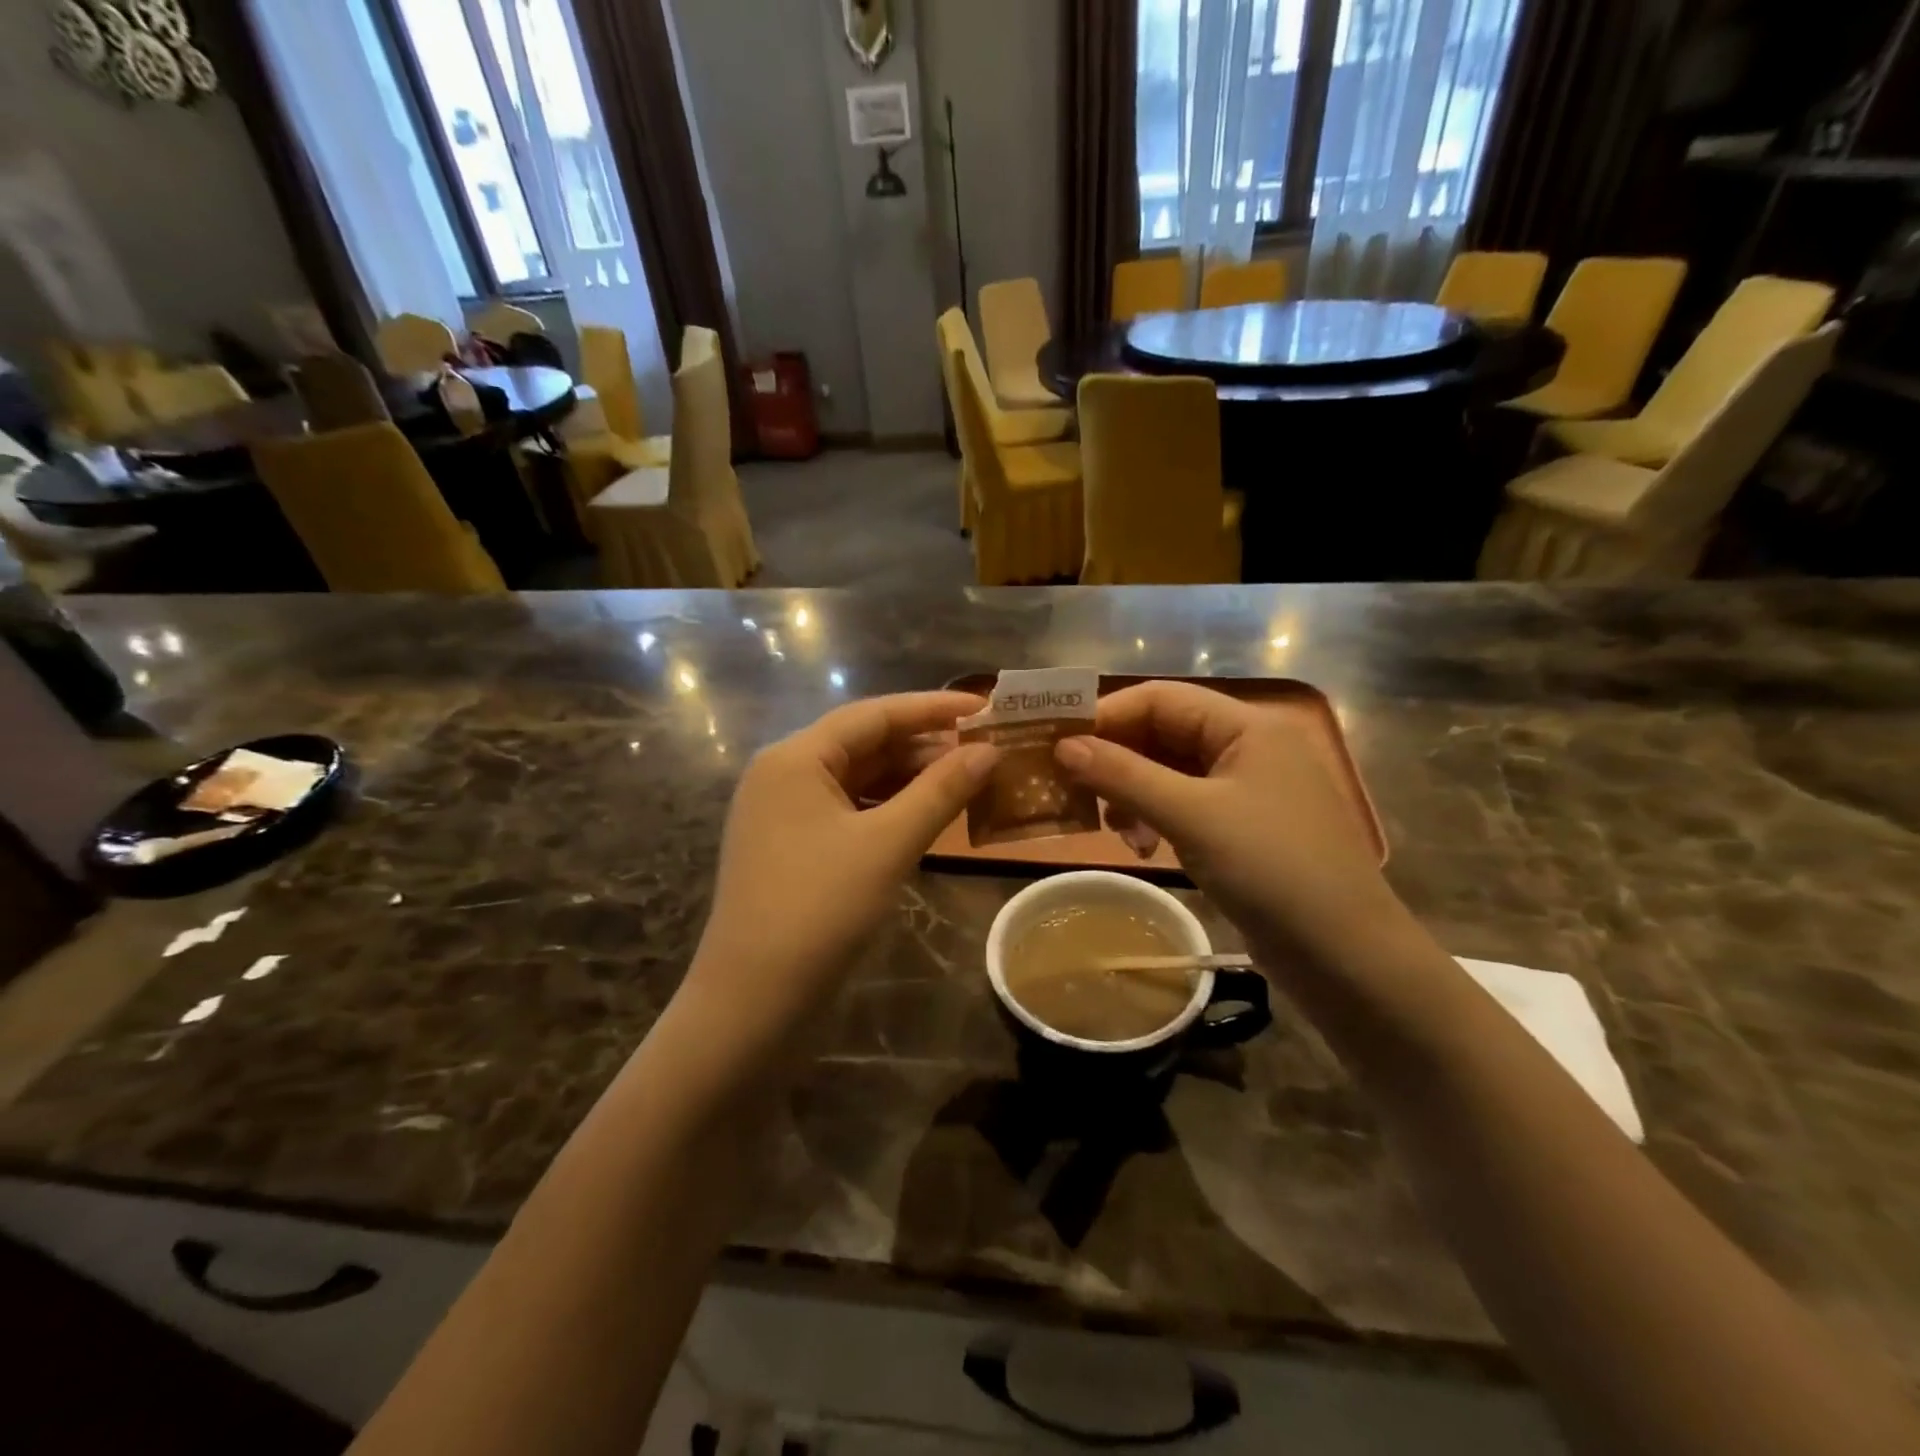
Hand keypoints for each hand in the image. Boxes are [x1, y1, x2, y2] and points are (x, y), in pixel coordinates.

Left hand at [682, 692, 996, 1055]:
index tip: (984, 707)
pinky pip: (849, 811)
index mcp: (795, 758)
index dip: (932, 708)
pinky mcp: (792, 848)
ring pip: (859, 780)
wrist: (752, 1002)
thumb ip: (941, 791)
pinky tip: (927, 815)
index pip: (873, 715)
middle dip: (925, 745)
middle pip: (864, 744)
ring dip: (910, 778)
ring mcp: (784, 814)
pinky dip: (890, 809)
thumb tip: (989, 750)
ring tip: (967, 778)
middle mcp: (784, 774)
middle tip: (985, 747)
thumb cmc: (819, 910)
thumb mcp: (888, 844)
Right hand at [1055, 681, 1403, 965]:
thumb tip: (1063, 746)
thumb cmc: (1271, 869)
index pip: (1161, 698)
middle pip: (1164, 733)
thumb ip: (1124, 775)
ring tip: (1114, 830)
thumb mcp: (1190, 816)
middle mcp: (1248, 746)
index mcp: (1246, 725)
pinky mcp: (1243, 826)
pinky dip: (1155, 818)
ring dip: (1133, 793)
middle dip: (1117, 760)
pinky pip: (1185, 804)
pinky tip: (1142, 847)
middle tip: (1075, 790)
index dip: (1107, 715)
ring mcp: (1247, 788)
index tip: (1058, 743)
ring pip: (1170, 771)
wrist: (1345, 955)